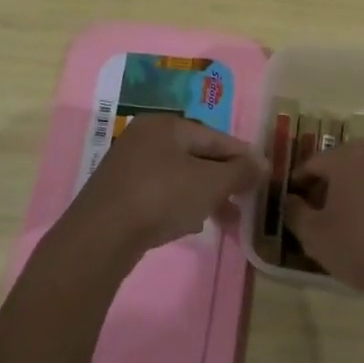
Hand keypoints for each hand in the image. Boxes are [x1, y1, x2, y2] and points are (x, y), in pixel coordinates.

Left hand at [64, 114, 266, 263]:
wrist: (100, 237)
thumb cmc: (161, 197)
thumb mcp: (210, 183)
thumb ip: (240, 171)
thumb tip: (263, 163)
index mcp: (166, 125)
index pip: (215, 136)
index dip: (242, 156)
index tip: (263, 175)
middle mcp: (145, 138)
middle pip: (196, 156)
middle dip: (223, 180)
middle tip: (245, 201)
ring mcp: (128, 166)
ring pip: (179, 177)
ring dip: (205, 195)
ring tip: (226, 219)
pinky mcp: (118, 194)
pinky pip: (160, 193)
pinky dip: (180, 204)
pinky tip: (191, 224)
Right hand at [283, 139, 363, 302]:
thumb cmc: (361, 247)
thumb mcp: (314, 236)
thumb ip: (295, 212)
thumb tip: (290, 200)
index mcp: (349, 156)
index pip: (313, 164)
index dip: (300, 184)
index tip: (296, 205)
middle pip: (348, 165)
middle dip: (334, 186)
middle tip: (327, 215)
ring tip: (361, 225)